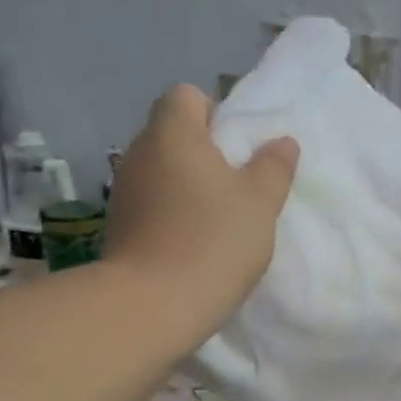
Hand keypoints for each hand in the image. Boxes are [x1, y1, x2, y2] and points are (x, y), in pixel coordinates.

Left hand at [104, 85, 298, 341]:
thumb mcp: (260, 204)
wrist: (152, 305)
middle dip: (203, 154)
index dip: (214, 113)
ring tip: (216, 222)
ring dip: (186, 188)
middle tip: (236, 188)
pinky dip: (170, 216)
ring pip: (160, 173)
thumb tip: (282, 142)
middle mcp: (139, 153)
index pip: (186, 96)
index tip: (238, 149)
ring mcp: (123, 192)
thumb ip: (273, 168)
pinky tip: (192, 246)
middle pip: (171, 135)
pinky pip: (150, 206)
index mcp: (173, 133)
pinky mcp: (118, 228)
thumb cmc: (213, 241)